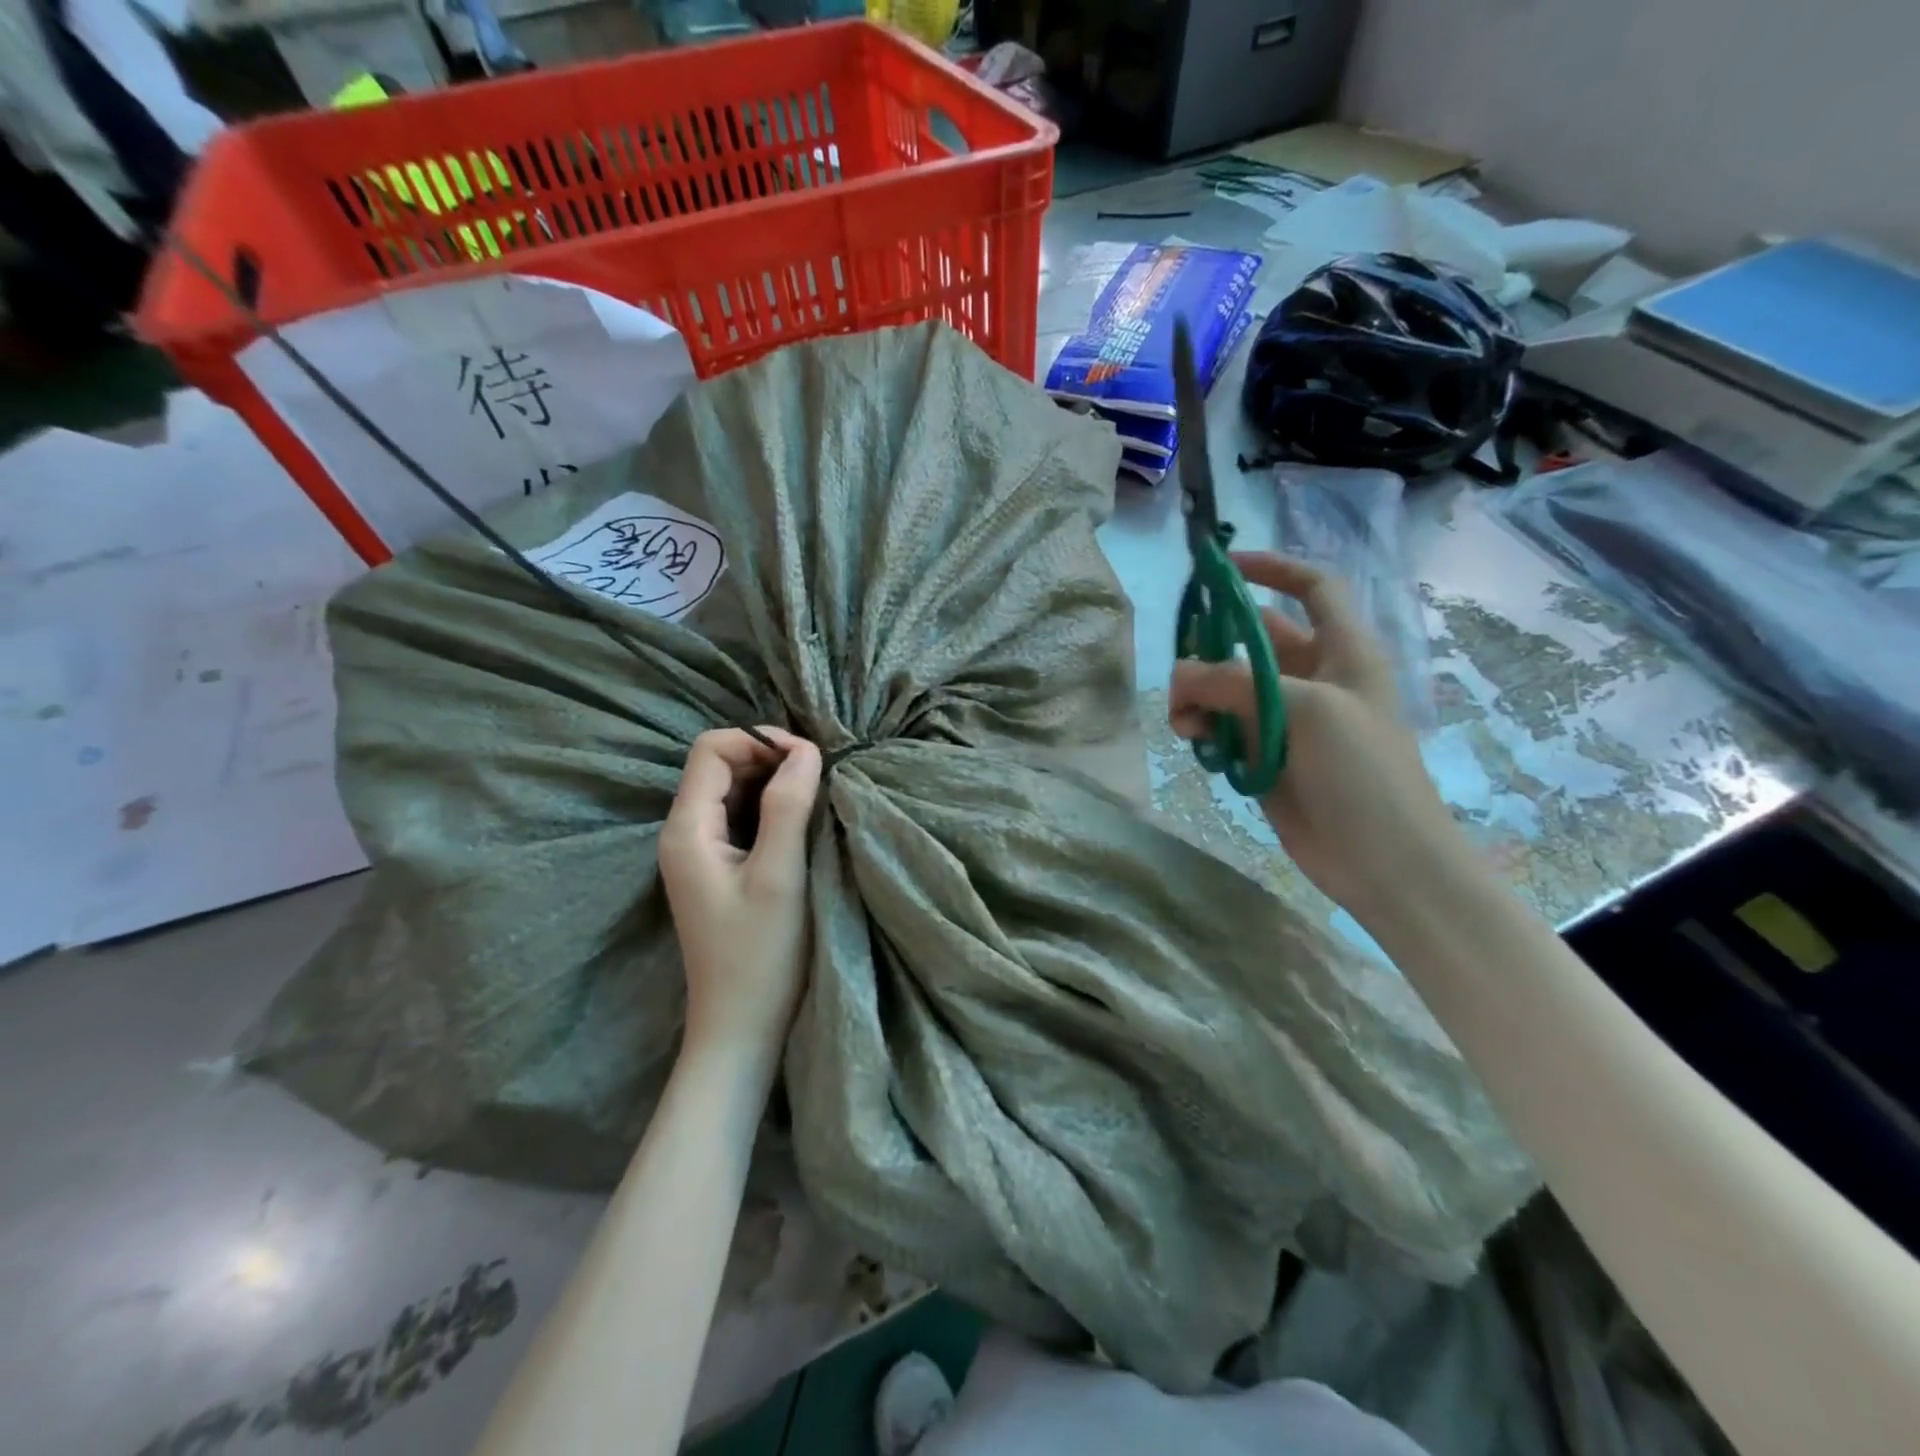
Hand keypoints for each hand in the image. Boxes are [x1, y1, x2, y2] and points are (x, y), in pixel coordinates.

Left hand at [659, 728, 822, 1062]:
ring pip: (732, 790)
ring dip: (772, 783)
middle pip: (719, 765)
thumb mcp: (780, 875)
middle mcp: (683, 834)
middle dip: (768, 758)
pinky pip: (739, 817)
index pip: (711, 750)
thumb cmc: (761, 955)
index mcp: (687, 830)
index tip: (808, 758)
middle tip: (818, 776)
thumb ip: (788, 806)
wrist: (740, 1028)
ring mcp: (698, 853)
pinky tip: (800, 821)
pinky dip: (770, 807)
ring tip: (815, 795)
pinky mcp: (717, 869)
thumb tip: (806, 750)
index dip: (759, 741)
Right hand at [1169, 553, 1463, 921]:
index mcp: (1344, 652)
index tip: (1223, 568)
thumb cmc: (1362, 772)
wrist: (1383, 860)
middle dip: (1214, 647)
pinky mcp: (1265, 756)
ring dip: (1200, 697)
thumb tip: (1180, 676)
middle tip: (1180, 667)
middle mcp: (1314, 679)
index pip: (1312, 589)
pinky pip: (1224, 728)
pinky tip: (1196, 745)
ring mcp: (1288, 720)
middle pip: (1253, 641)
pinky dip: (1205, 730)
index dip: (1272, 569)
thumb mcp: (1305, 709)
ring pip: (1229, 688)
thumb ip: (1235, 682)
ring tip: (1184, 721)